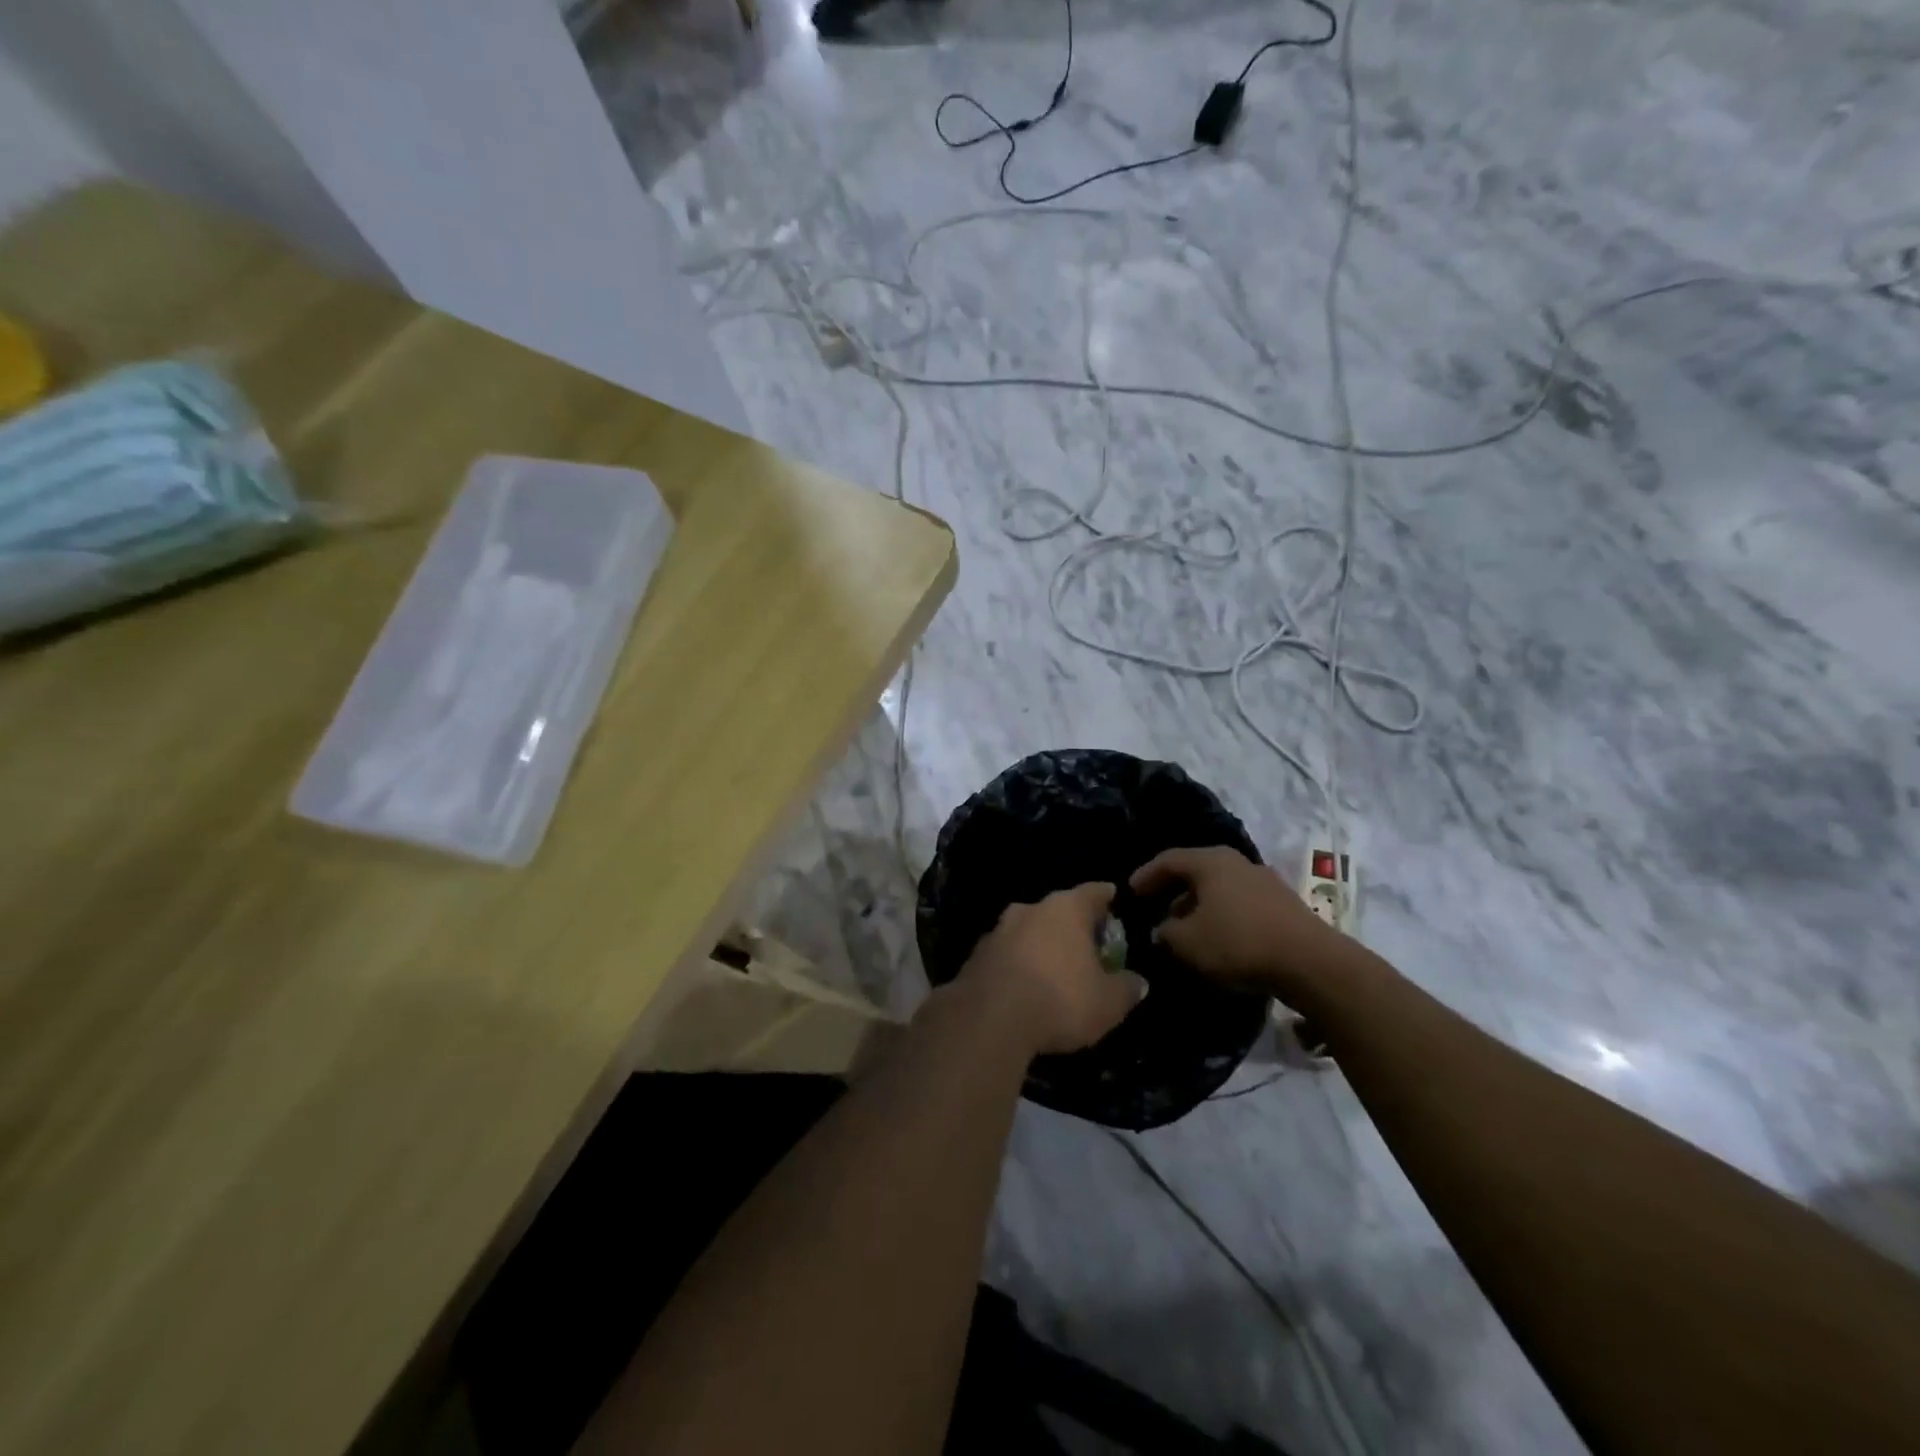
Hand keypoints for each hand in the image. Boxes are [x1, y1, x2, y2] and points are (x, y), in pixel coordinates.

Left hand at [956, 882, 1147, 1056]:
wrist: (988, 1019)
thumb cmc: (1060, 1000)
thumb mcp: (1108, 1003)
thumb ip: (1126, 987)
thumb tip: (1137, 981)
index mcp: (1066, 909)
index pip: (1093, 892)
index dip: (1105, 897)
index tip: (1112, 898)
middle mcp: (1030, 909)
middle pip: (1057, 911)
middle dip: (1071, 926)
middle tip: (1086, 945)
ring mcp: (997, 930)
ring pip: (1027, 931)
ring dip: (1040, 945)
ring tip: (1053, 969)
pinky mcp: (974, 957)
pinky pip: (1005, 955)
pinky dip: (1017, 965)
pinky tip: (1023, 988)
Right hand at [1130, 846, 1340, 1004]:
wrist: (1311, 963)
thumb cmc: (1238, 942)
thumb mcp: (1187, 942)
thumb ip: (1165, 933)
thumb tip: (1162, 929)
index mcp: (1210, 861)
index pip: (1168, 860)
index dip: (1145, 875)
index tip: (1130, 892)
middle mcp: (1237, 862)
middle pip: (1196, 871)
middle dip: (1173, 891)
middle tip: (1156, 910)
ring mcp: (1264, 881)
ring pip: (1219, 888)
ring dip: (1198, 906)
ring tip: (1185, 930)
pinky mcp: (1282, 904)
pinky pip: (1239, 903)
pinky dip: (1222, 915)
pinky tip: (1218, 938)